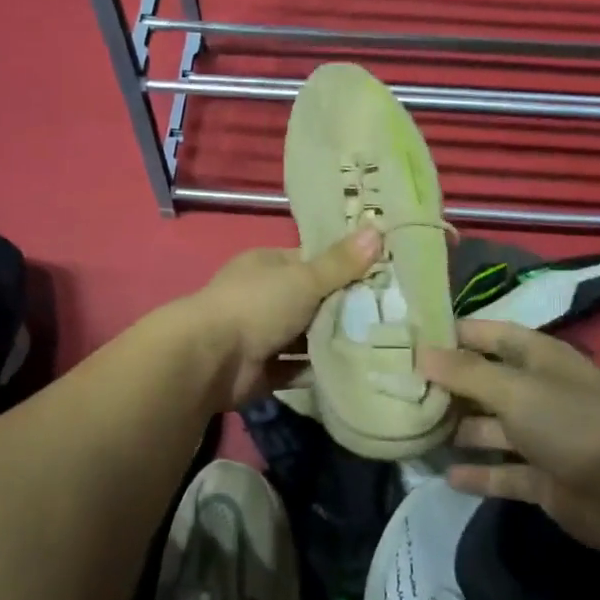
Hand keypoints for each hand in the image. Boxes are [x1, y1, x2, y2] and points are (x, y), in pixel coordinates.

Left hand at [189, 228, 382, 408]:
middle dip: (343, 307)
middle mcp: (263, 297)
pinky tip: (354, 370)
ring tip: (380, 343)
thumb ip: (341, 263)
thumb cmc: (257, 305)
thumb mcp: (304, 278)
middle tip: (389, 313)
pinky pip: (297, 369)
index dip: (343, 266)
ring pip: (305, 336)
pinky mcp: (263, 370)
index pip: (310, 261)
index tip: (380, 275)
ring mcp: (261, 335)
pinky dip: (318, 370)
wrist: (210, 360)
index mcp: (267, 265)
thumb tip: (378, 229)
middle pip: (311, 300)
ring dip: (332, 341)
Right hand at [417, 319, 599, 559]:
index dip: (452, 335)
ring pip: (491, 428)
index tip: (409, 340)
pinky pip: (503, 473)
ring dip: (459, 430)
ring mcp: (542, 437)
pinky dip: (479, 474)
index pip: (488, 335)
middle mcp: (538, 392)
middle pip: (485, 382)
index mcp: (538, 358)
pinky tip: (447, 476)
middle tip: (398, 389)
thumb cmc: (572, 422)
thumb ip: (466, 372)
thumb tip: (421, 352)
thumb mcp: (515, 389)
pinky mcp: (544, 479)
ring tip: (414, 431)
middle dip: (448, 385)